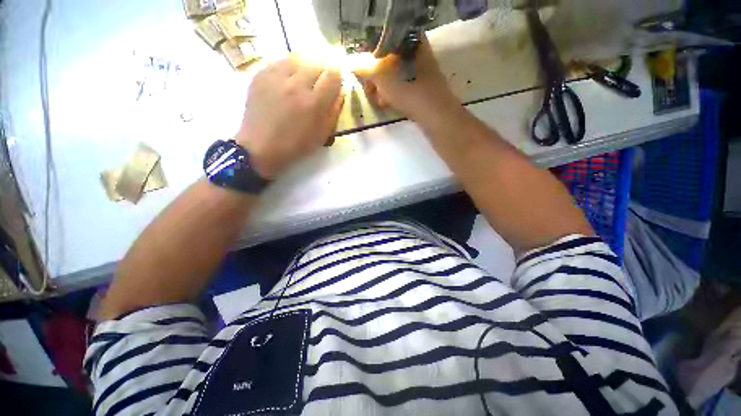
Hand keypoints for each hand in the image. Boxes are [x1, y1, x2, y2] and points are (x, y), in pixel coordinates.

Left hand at [235, 55, 343, 178]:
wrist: (261, 146)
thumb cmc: (296, 145)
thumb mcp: (322, 135)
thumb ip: (334, 112)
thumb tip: (340, 93)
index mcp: (314, 103)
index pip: (333, 75)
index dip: (336, 76)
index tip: (334, 82)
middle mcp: (297, 85)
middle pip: (316, 62)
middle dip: (321, 71)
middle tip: (319, 83)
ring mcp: (276, 77)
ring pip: (297, 58)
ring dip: (304, 68)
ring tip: (302, 80)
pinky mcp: (261, 75)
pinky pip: (279, 62)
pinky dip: (287, 68)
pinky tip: (286, 81)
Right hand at [354, 37, 458, 122]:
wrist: (434, 112)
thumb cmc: (407, 89)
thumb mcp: (381, 76)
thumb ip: (364, 67)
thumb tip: (351, 63)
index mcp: (410, 39)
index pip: (383, 43)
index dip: (370, 58)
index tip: (365, 74)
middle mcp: (418, 50)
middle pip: (388, 61)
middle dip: (376, 78)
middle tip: (371, 91)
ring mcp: (423, 69)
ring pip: (395, 75)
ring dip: (383, 88)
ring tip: (380, 101)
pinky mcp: (424, 85)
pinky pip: (403, 85)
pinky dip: (394, 94)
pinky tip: (388, 104)